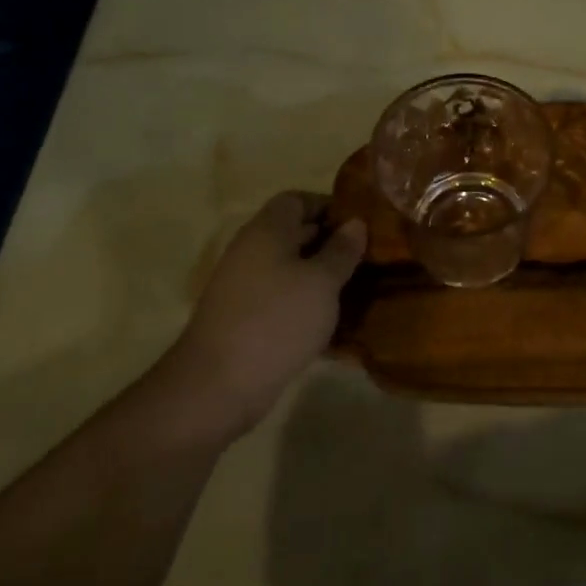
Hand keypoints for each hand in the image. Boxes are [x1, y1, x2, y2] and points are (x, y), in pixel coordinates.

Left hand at [154, 192, 366, 436]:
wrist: (218, 385)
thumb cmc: (276, 320)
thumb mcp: (322, 282)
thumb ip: (342, 250)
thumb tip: (356, 222)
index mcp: (266, 231)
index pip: (297, 200)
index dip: (329, 206)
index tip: (361, 224)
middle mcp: (251, 251)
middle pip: (293, 233)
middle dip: (330, 242)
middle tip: (367, 256)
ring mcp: (243, 286)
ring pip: (289, 268)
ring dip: (320, 275)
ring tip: (356, 288)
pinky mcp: (244, 318)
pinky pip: (281, 298)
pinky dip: (305, 302)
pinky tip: (330, 320)